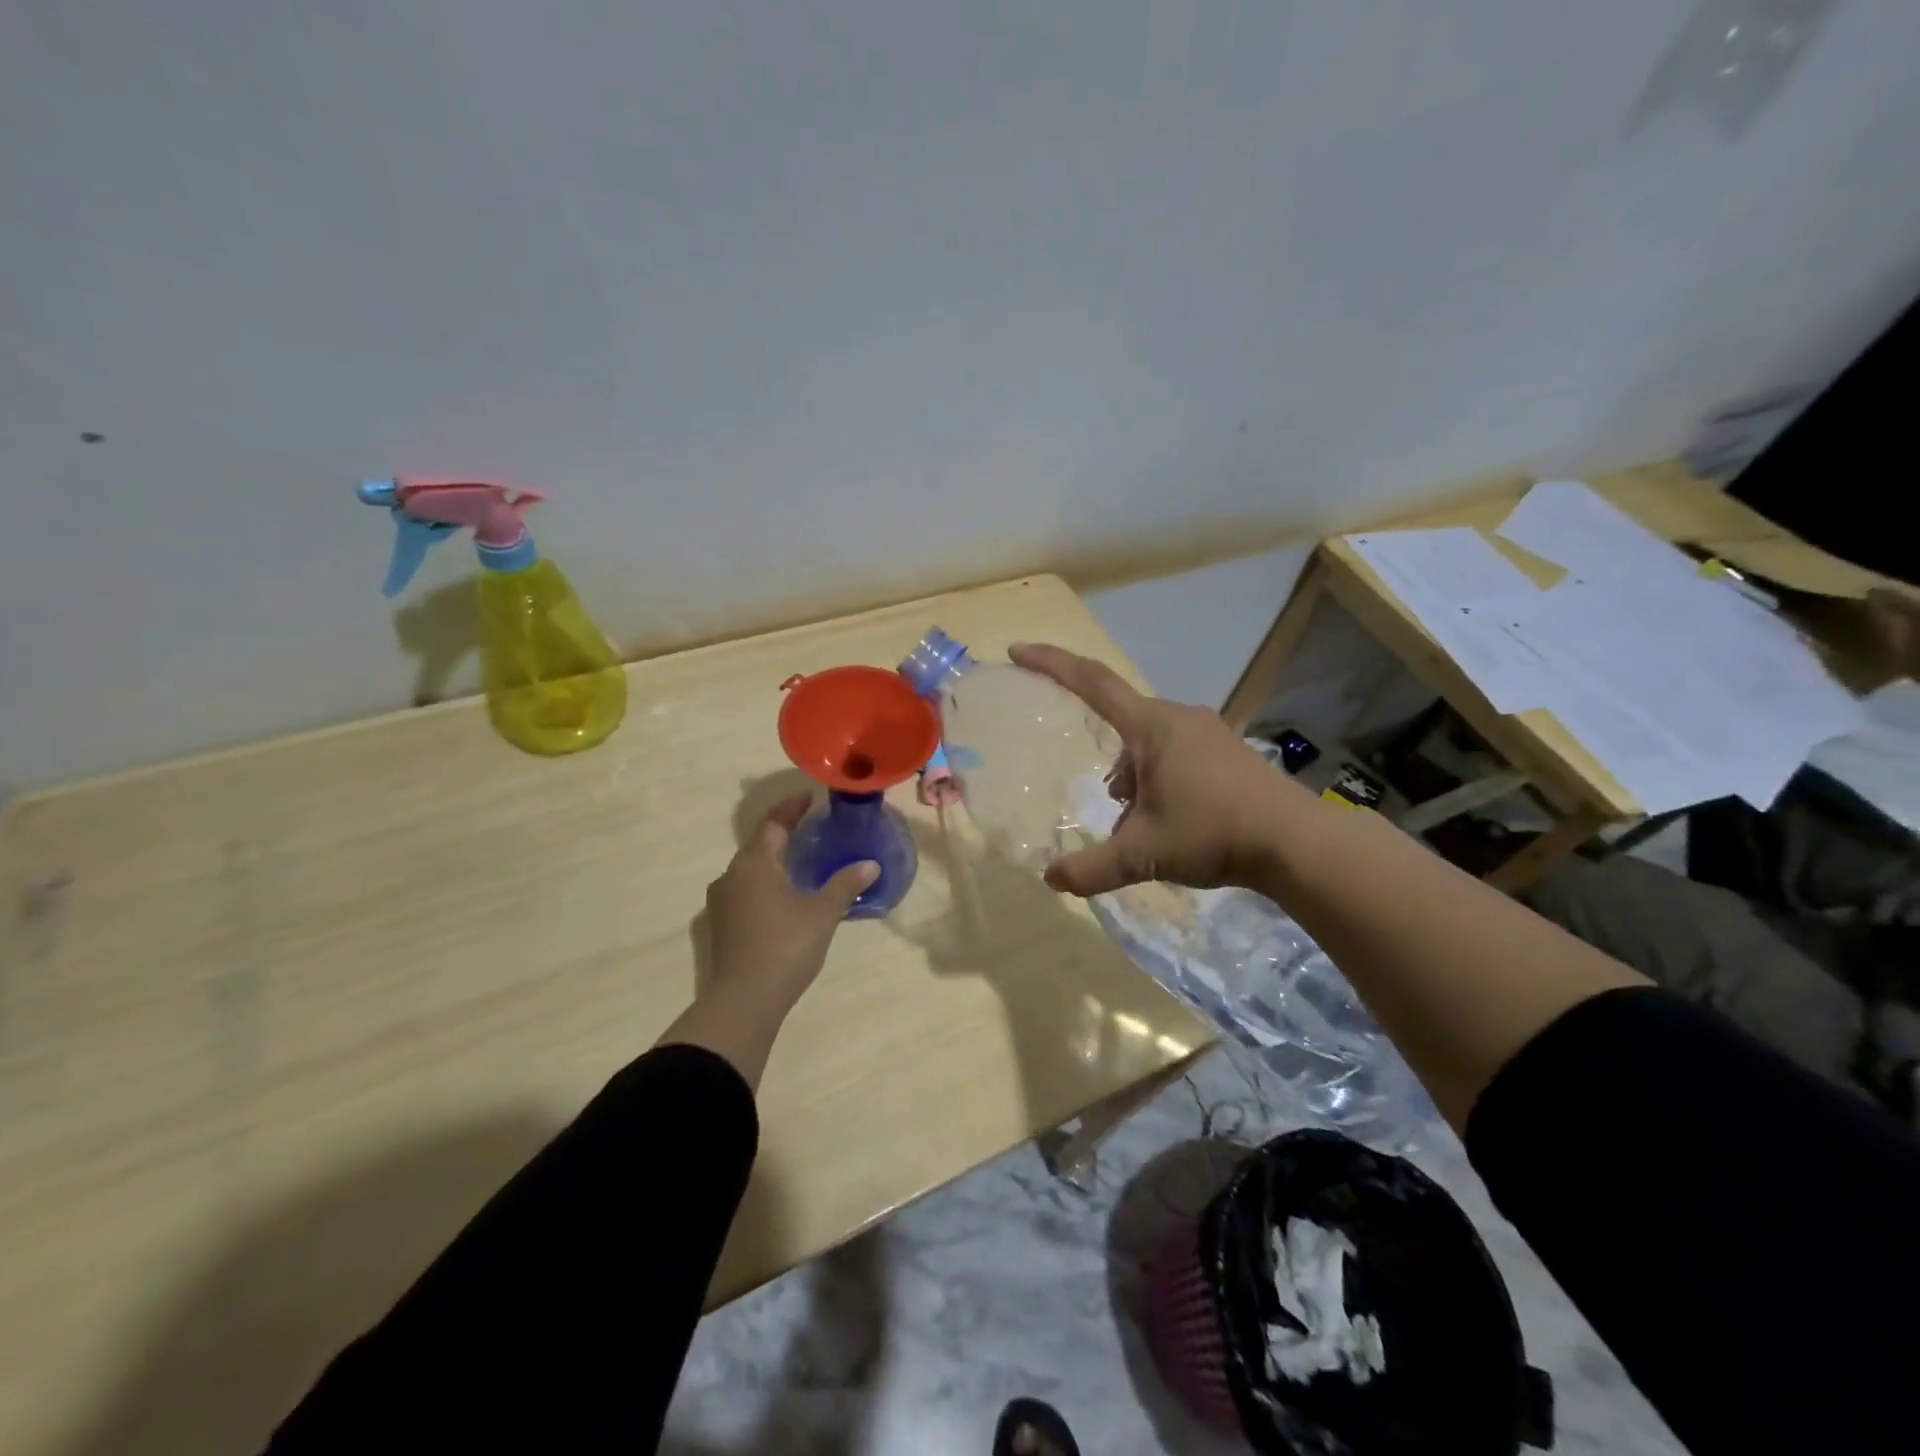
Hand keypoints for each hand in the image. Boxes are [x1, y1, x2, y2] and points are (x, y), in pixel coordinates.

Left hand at [703, 793, 877, 1012]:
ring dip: (774, 860)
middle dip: (784, 833)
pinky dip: (766, 883)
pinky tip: (784, 895)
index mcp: (754, 863)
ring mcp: (722, 901)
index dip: (791, 808)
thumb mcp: (822, 913)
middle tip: (811, 826)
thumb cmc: (785, 946)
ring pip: (750, 869)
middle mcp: (732, 875)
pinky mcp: (721, 925)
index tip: (810, 797)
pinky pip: (746, 890)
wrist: (744, 1000)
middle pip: (759, 844)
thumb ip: (845, 884)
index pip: (773, 823)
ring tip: (801, 861)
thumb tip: (870, 864)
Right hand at [1010, 643, 1305, 896]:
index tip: (1017, 651)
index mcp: (1150, 727)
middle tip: (1111, 807)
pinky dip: (1158, 779)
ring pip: (1149, 744)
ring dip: (1133, 777)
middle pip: (1121, 725)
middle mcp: (1177, 717)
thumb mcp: (1144, 854)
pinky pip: (1175, 753)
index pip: (1090, 682)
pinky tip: (1170, 819)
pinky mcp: (1226, 751)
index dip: (1050, 663)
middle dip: (1107, 765)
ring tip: (1139, 824)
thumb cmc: (1212, 833)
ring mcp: (1206, 732)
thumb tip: (1050, 880)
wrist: (1296, 842)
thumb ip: (1092, 869)